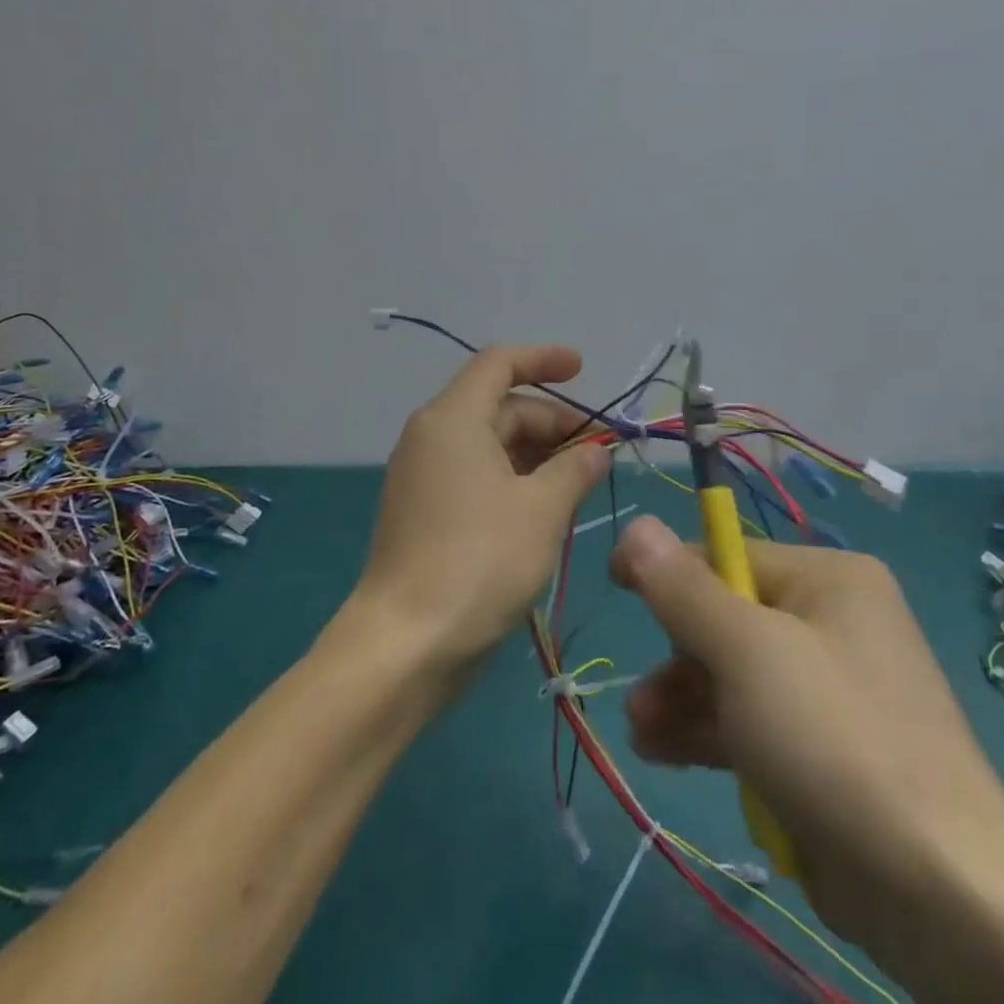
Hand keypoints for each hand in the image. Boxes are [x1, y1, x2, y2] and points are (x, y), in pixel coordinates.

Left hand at [352, 345, 609, 673]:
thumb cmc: (479, 562)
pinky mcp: (424, 510)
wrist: (405, 643)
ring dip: (536, 454)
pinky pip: (475, 474)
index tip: (583, 370)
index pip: (499, 364)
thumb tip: (595, 451)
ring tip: (580, 482)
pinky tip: (545, 507)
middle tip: (598, 452)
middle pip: (499, 407)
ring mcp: (423, 475)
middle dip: (551, 422)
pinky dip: (513, 479)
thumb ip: (575, 469)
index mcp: (453, 419)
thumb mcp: (541, 511)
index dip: (543, 360)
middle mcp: (432, 436)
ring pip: (489, 444)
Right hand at [608, 515, 1003, 938]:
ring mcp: (834, 690)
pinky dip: (712, 733)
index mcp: (829, 580)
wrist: (939, 892)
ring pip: (737, 676)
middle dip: (677, 657)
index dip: (669, 572)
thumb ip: (684, 589)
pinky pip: (755, 722)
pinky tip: (664, 754)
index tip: (617, 587)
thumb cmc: (833, 740)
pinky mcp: (828, 750)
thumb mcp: (746, 652)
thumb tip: (637, 525)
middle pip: (730, 619)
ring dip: (684, 700)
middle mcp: (836, 623)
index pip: (729, 555)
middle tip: (641, 700)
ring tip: (642, 733)